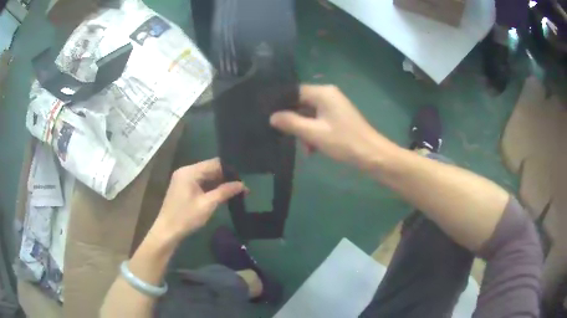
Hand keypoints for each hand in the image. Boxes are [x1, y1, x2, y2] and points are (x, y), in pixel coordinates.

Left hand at [150, 158, 245, 243]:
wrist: (167, 232)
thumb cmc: (186, 217)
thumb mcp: (207, 205)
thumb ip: (224, 192)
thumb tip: (242, 184)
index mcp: (190, 172)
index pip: (214, 163)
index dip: (230, 170)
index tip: (243, 179)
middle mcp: (186, 171)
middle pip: (210, 169)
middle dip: (226, 177)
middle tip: (242, 187)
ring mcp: (183, 179)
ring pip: (206, 176)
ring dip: (219, 183)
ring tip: (235, 191)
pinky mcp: (183, 188)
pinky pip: (200, 183)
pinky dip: (211, 188)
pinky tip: (222, 195)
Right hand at [270, 85, 391, 167]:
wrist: (371, 154)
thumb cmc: (343, 141)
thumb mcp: (313, 133)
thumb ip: (291, 123)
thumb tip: (272, 117)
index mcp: (323, 93)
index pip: (294, 91)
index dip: (281, 103)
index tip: (269, 116)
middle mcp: (328, 95)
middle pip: (301, 103)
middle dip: (294, 121)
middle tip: (285, 136)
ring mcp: (334, 106)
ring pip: (309, 114)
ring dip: (304, 130)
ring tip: (305, 148)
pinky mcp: (338, 117)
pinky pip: (319, 121)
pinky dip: (313, 133)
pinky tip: (312, 149)